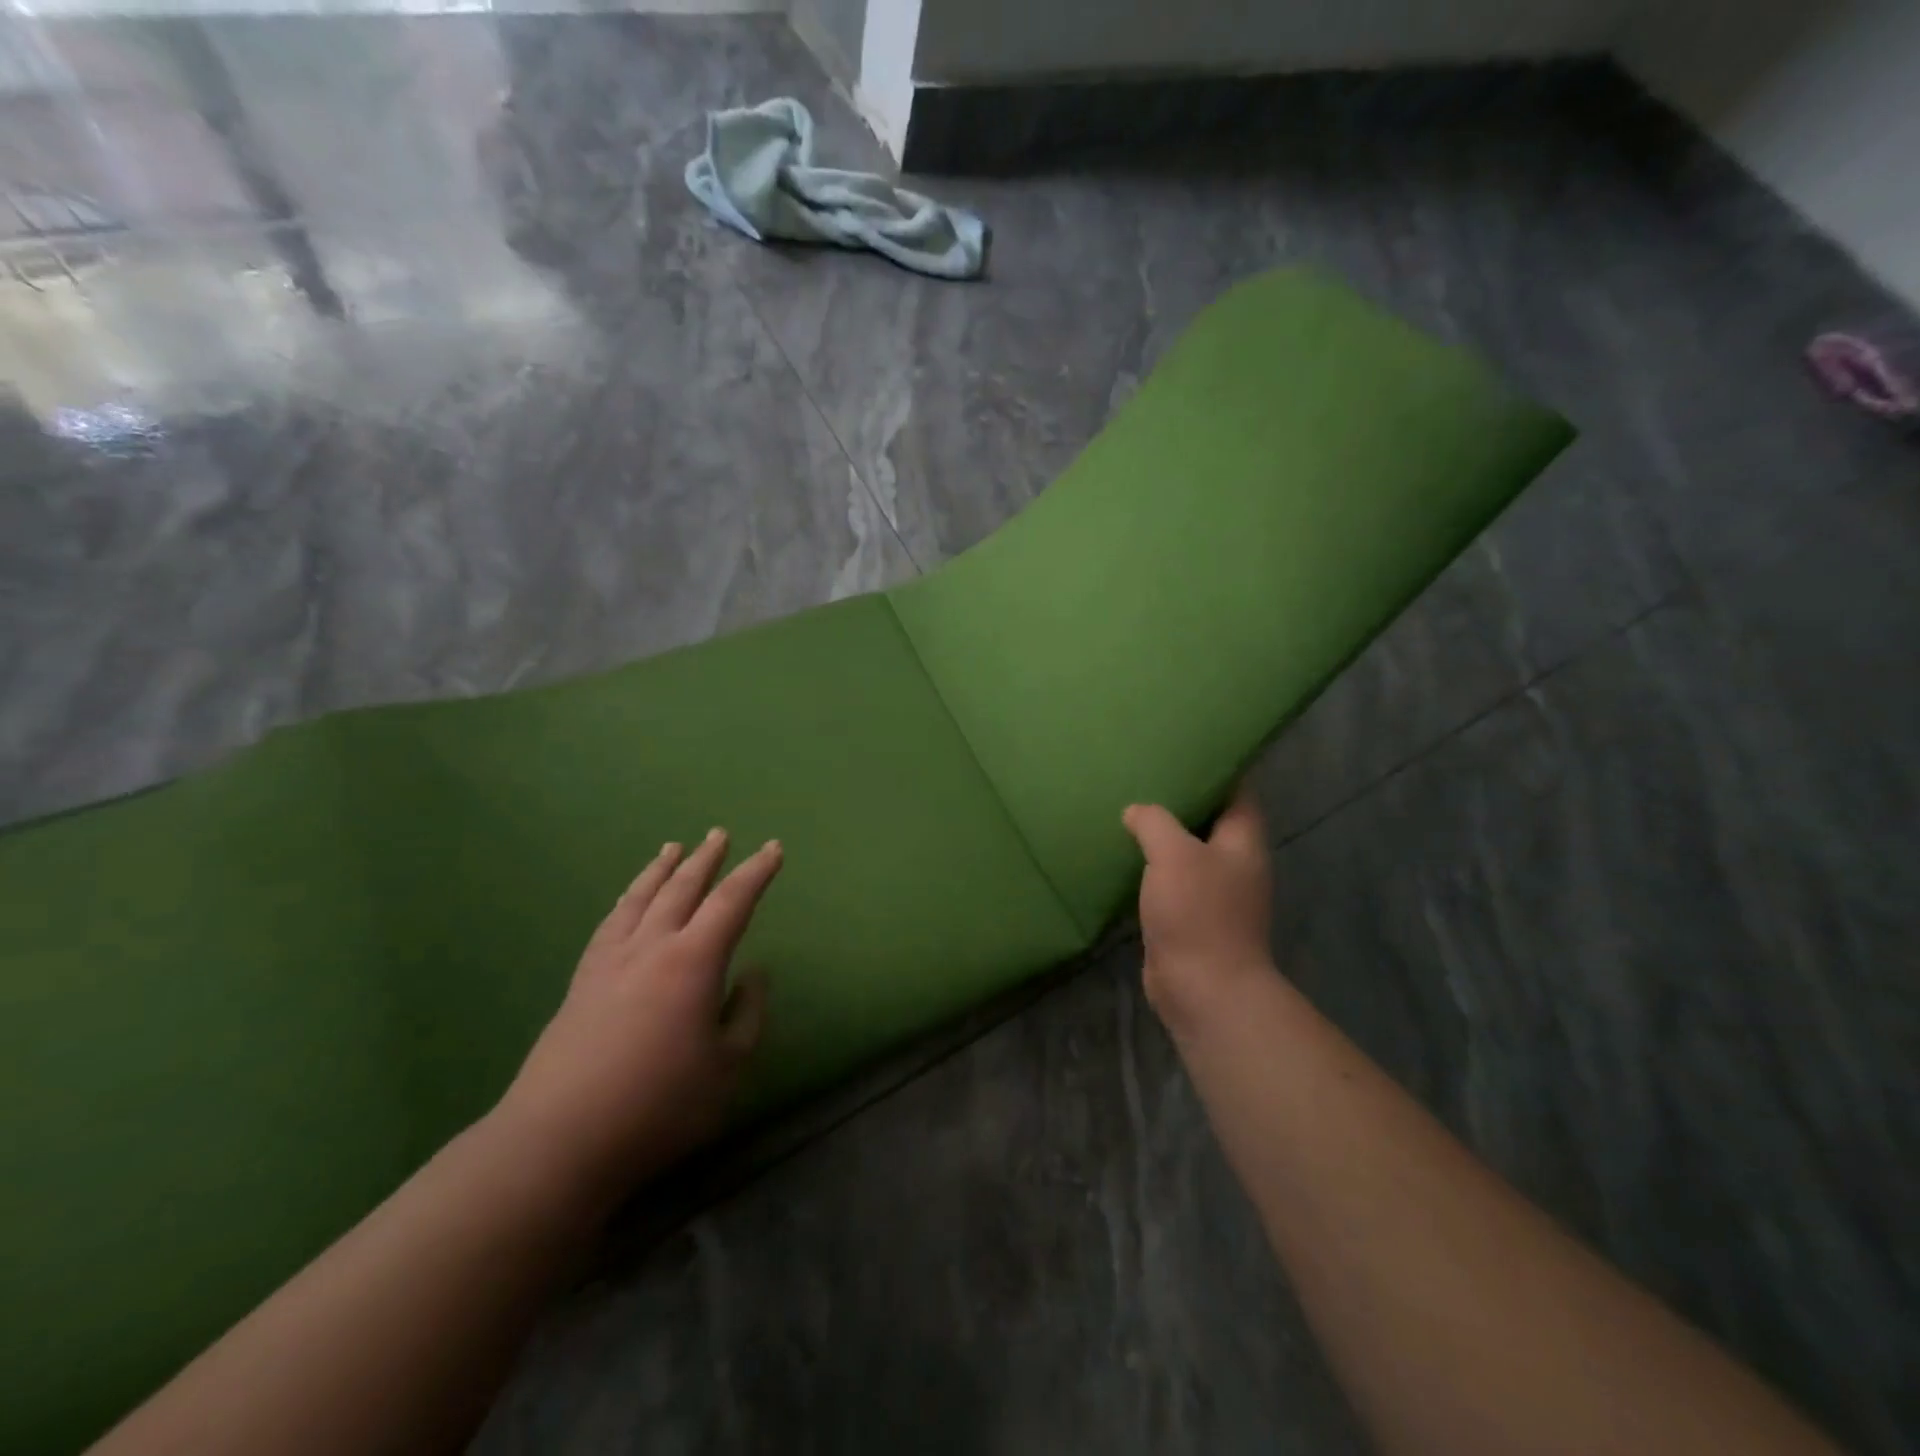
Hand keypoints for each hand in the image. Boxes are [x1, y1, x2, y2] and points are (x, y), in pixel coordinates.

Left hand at [493, 828, 780, 1210]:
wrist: (559, 1139)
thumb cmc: (658, 1106)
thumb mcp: (727, 1067)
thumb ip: (747, 1014)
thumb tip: (753, 973)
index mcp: (694, 961)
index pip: (732, 902)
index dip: (757, 872)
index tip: (774, 849)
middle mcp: (652, 947)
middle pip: (683, 888)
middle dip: (706, 859)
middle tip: (720, 834)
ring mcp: (611, 961)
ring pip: (641, 898)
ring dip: (661, 870)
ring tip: (672, 848)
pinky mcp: (582, 981)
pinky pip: (610, 922)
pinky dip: (627, 899)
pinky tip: (629, 900)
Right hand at [1122, 784, 1275, 1032]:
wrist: (1203, 989)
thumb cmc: (1198, 913)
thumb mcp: (1174, 854)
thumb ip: (1155, 823)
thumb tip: (1136, 811)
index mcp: (1243, 841)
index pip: (1238, 791)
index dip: (1216, 769)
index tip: (1183, 751)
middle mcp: (1234, 863)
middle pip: (1209, 820)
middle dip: (1180, 801)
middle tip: (1143, 776)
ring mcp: (1213, 892)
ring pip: (1186, 851)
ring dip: (1162, 835)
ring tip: (1128, 809)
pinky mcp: (1189, 917)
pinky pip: (1170, 880)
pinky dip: (1151, 867)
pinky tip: (1123, 854)